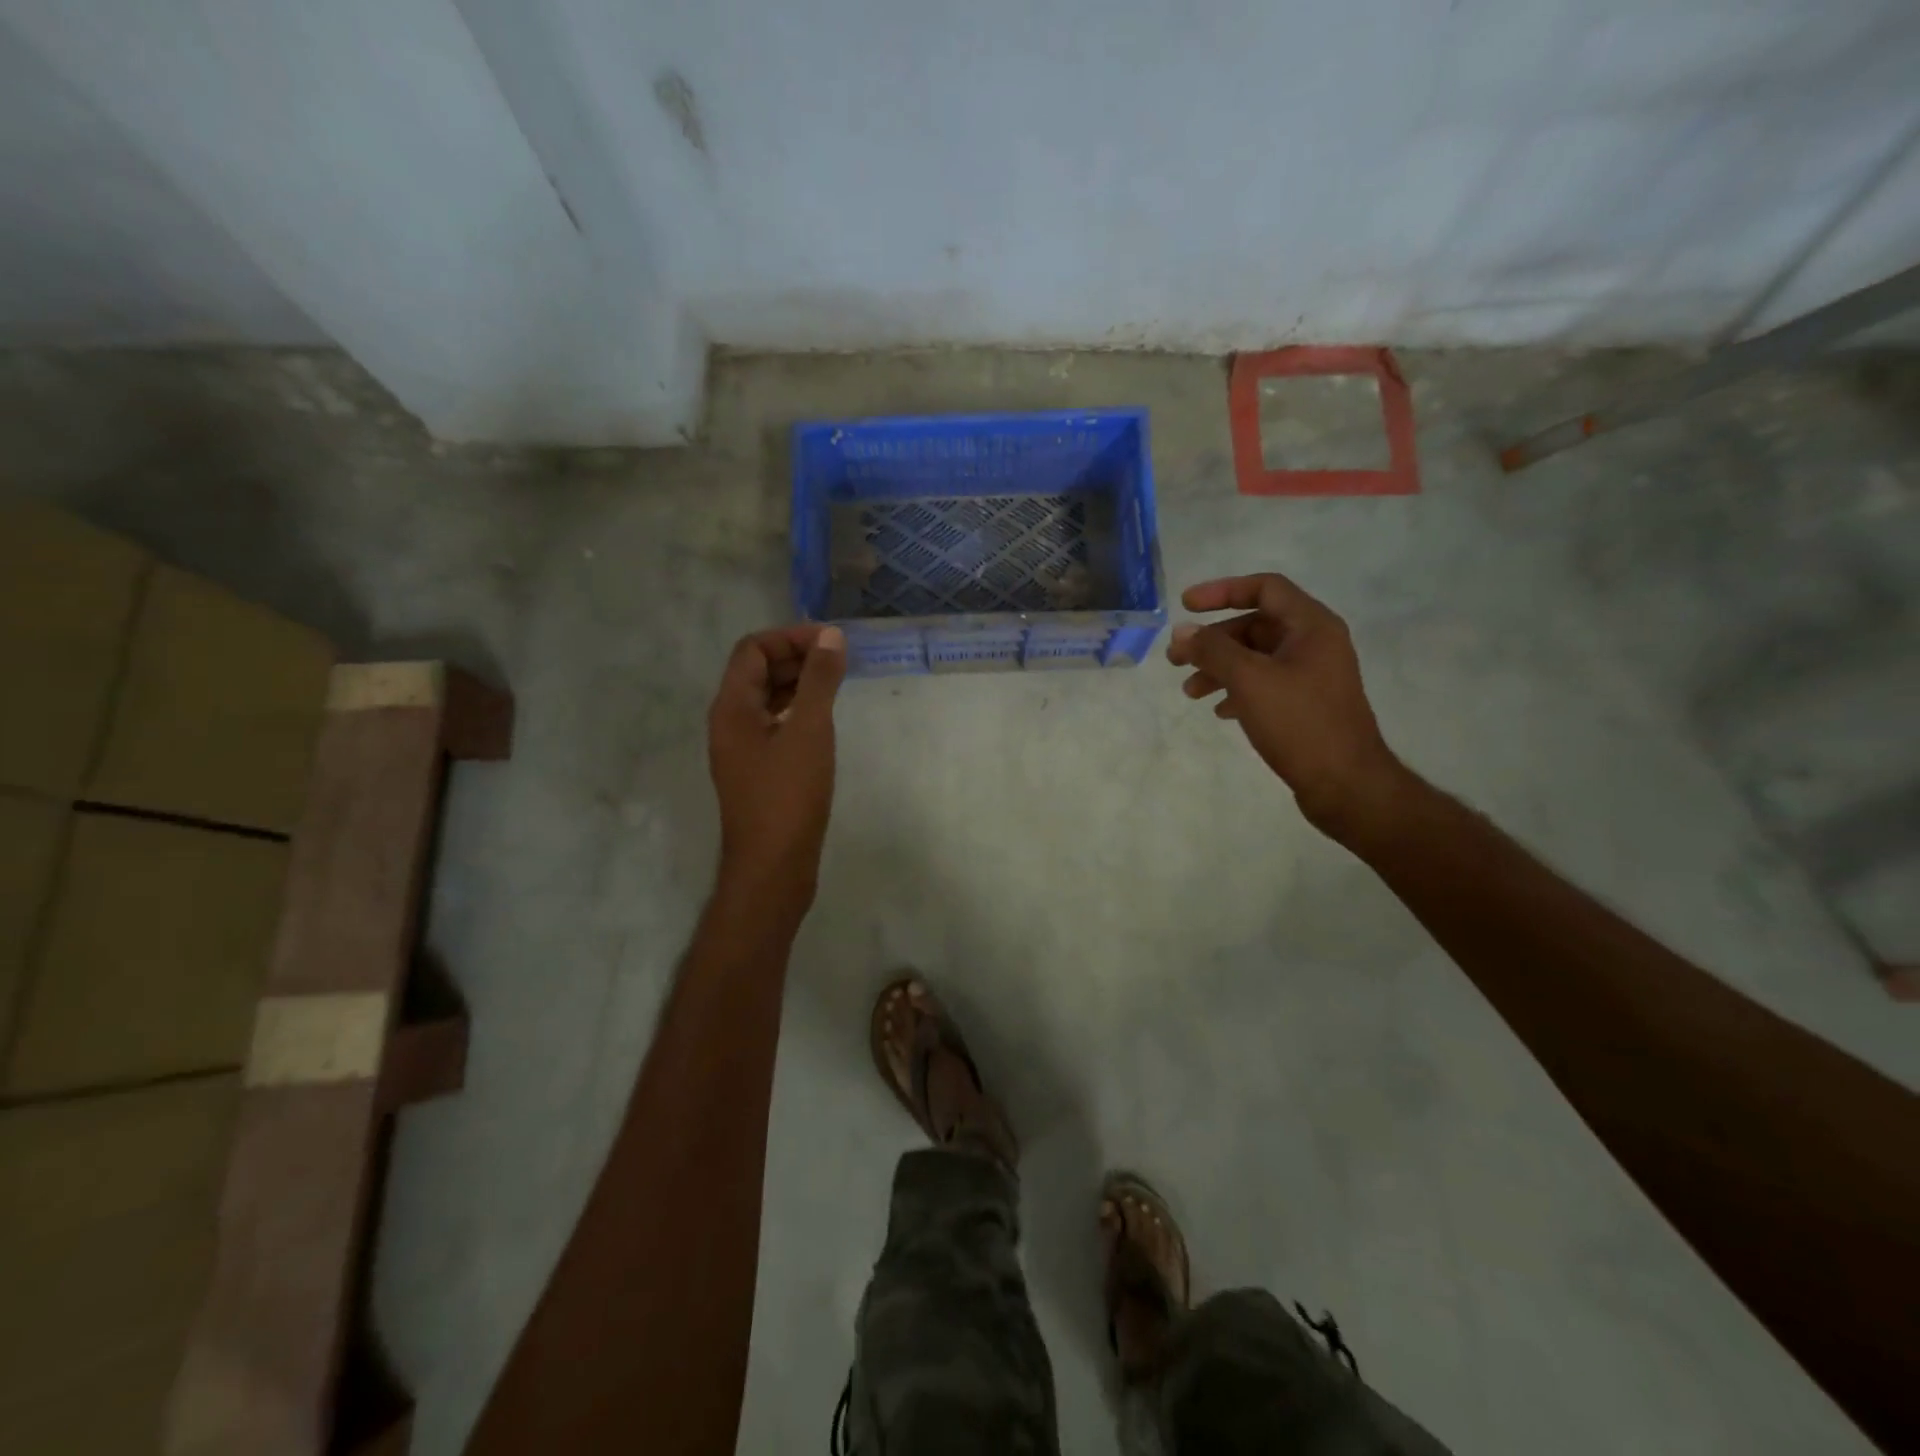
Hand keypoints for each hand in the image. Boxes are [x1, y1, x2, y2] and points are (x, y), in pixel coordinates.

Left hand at [707, 624, 846, 912]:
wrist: (773, 867)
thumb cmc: (789, 796)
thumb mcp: (809, 731)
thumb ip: (819, 681)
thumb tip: (830, 636)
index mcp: (732, 707)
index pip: (753, 649)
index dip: (790, 637)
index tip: (831, 642)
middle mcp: (730, 722)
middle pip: (757, 671)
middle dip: (796, 657)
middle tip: (839, 660)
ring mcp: (743, 749)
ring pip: (767, 699)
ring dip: (798, 683)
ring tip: (837, 683)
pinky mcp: (758, 770)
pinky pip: (775, 724)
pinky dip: (798, 711)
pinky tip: (824, 720)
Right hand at [1167, 573, 1408, 840]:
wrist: (1345, 784)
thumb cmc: (1300, 723)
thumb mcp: (1249, 680)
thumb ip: (1213, 650)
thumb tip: (1182, 631)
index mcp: (1311, 626)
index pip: (1264, 588)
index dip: (1222, 591)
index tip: (1185, 606)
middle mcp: (1315, 644)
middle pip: (1255, 625)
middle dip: (1213, 640)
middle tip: (1176, 659)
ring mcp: (1311, 675)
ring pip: (1256, 658)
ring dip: (1219, 668)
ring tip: (1191, 692)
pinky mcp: (1305, 704)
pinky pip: (1264, 684)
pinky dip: (1237, 690)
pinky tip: (1220, 711)